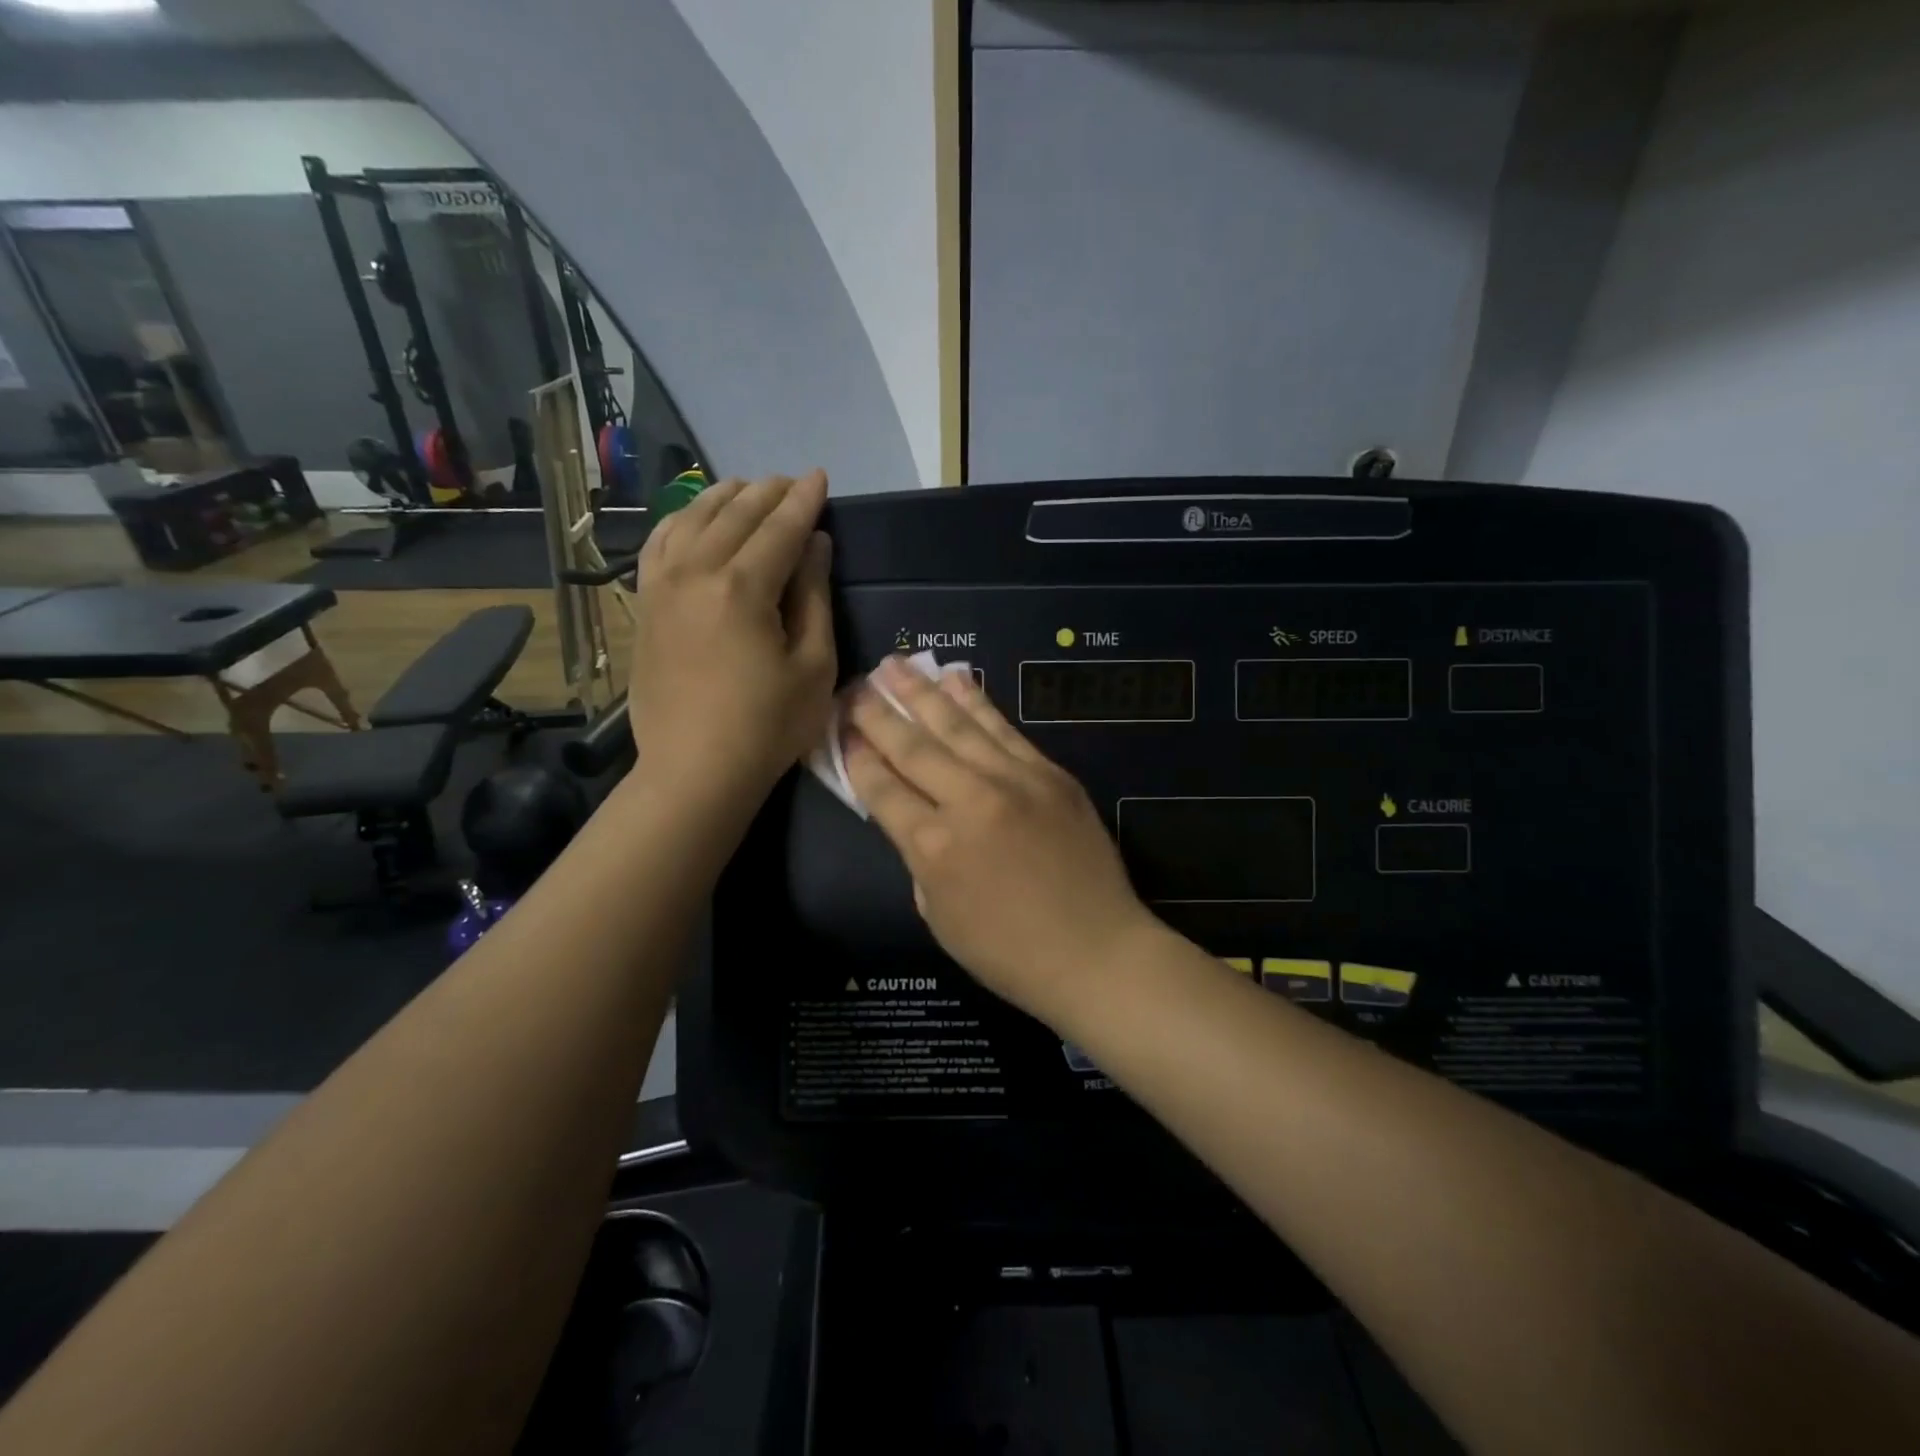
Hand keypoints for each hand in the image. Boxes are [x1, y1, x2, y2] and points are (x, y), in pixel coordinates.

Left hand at [627, 471, 835, 808]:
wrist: (694, 771)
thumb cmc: (768, 726)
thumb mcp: (813, 666)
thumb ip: (813, 597)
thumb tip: (815, 544)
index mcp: (743, 588)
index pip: (781, 528)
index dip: (805, 501)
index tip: (820, 477)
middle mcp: (696, 573)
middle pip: (736, 516)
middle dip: (768, 493)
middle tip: (792, 482)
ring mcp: (663, 587)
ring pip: (692, 520)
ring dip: (724, 498)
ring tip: (748, 489)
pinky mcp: (646, 606)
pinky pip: (658, 545)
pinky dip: (679, 522)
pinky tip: (692, 518)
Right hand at [843, 657, 1156, 1022]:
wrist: (1096, 952)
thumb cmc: (1009, 953)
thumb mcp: (939, 916)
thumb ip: (919, 859)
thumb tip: (914, 817)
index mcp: (933, 846)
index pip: (881, 788)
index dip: (856, 756)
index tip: (839, 727)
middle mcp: (968, 801)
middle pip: (913, 746)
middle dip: (878, 713)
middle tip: (855, 686)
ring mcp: (1014, 781)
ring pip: (957, 726)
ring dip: (922, 692)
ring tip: (895, 665)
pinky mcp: (1050, 774)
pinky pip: (1005, 730)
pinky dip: (978, 702)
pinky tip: (957, 678)